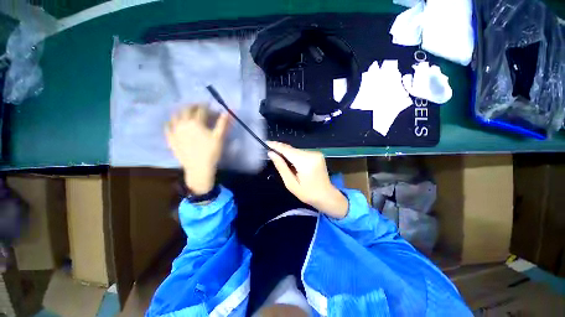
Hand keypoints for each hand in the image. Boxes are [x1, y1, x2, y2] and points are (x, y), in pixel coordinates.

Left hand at [165, 104, 229, 194]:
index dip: (207, 106)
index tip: (211, 107)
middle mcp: (183, 123)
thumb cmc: (211, 152)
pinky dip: (171, 122)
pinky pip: (167, 127)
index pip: (201, 109)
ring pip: (175, 116)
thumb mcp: (219, 137)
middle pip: (186, 109)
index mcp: (196, 122)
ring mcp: (175, 131)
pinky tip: (174, 123)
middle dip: (194, 106)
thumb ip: (223, 123)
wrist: (199, 167)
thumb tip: (229, 111)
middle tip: (199, 107)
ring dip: (182, 111)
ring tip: (187, 113)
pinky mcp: (171, 139)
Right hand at [267, 142, 348, 218]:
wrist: (327, 196)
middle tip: (270, 153)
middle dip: (280, 150)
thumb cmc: (308, 194)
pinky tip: (291, 162)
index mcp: (305, 162)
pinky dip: (294, 156)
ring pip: (296, 150)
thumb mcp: (291, 183)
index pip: (287, 150)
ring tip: (280, 160)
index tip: (266, 143)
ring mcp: (316, 153)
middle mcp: (312, 154)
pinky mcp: (317, 154)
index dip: (275, 146)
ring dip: (287, 154)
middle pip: (291, 149)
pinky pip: (301, 153)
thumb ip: (281, 167)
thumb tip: (271, 153)